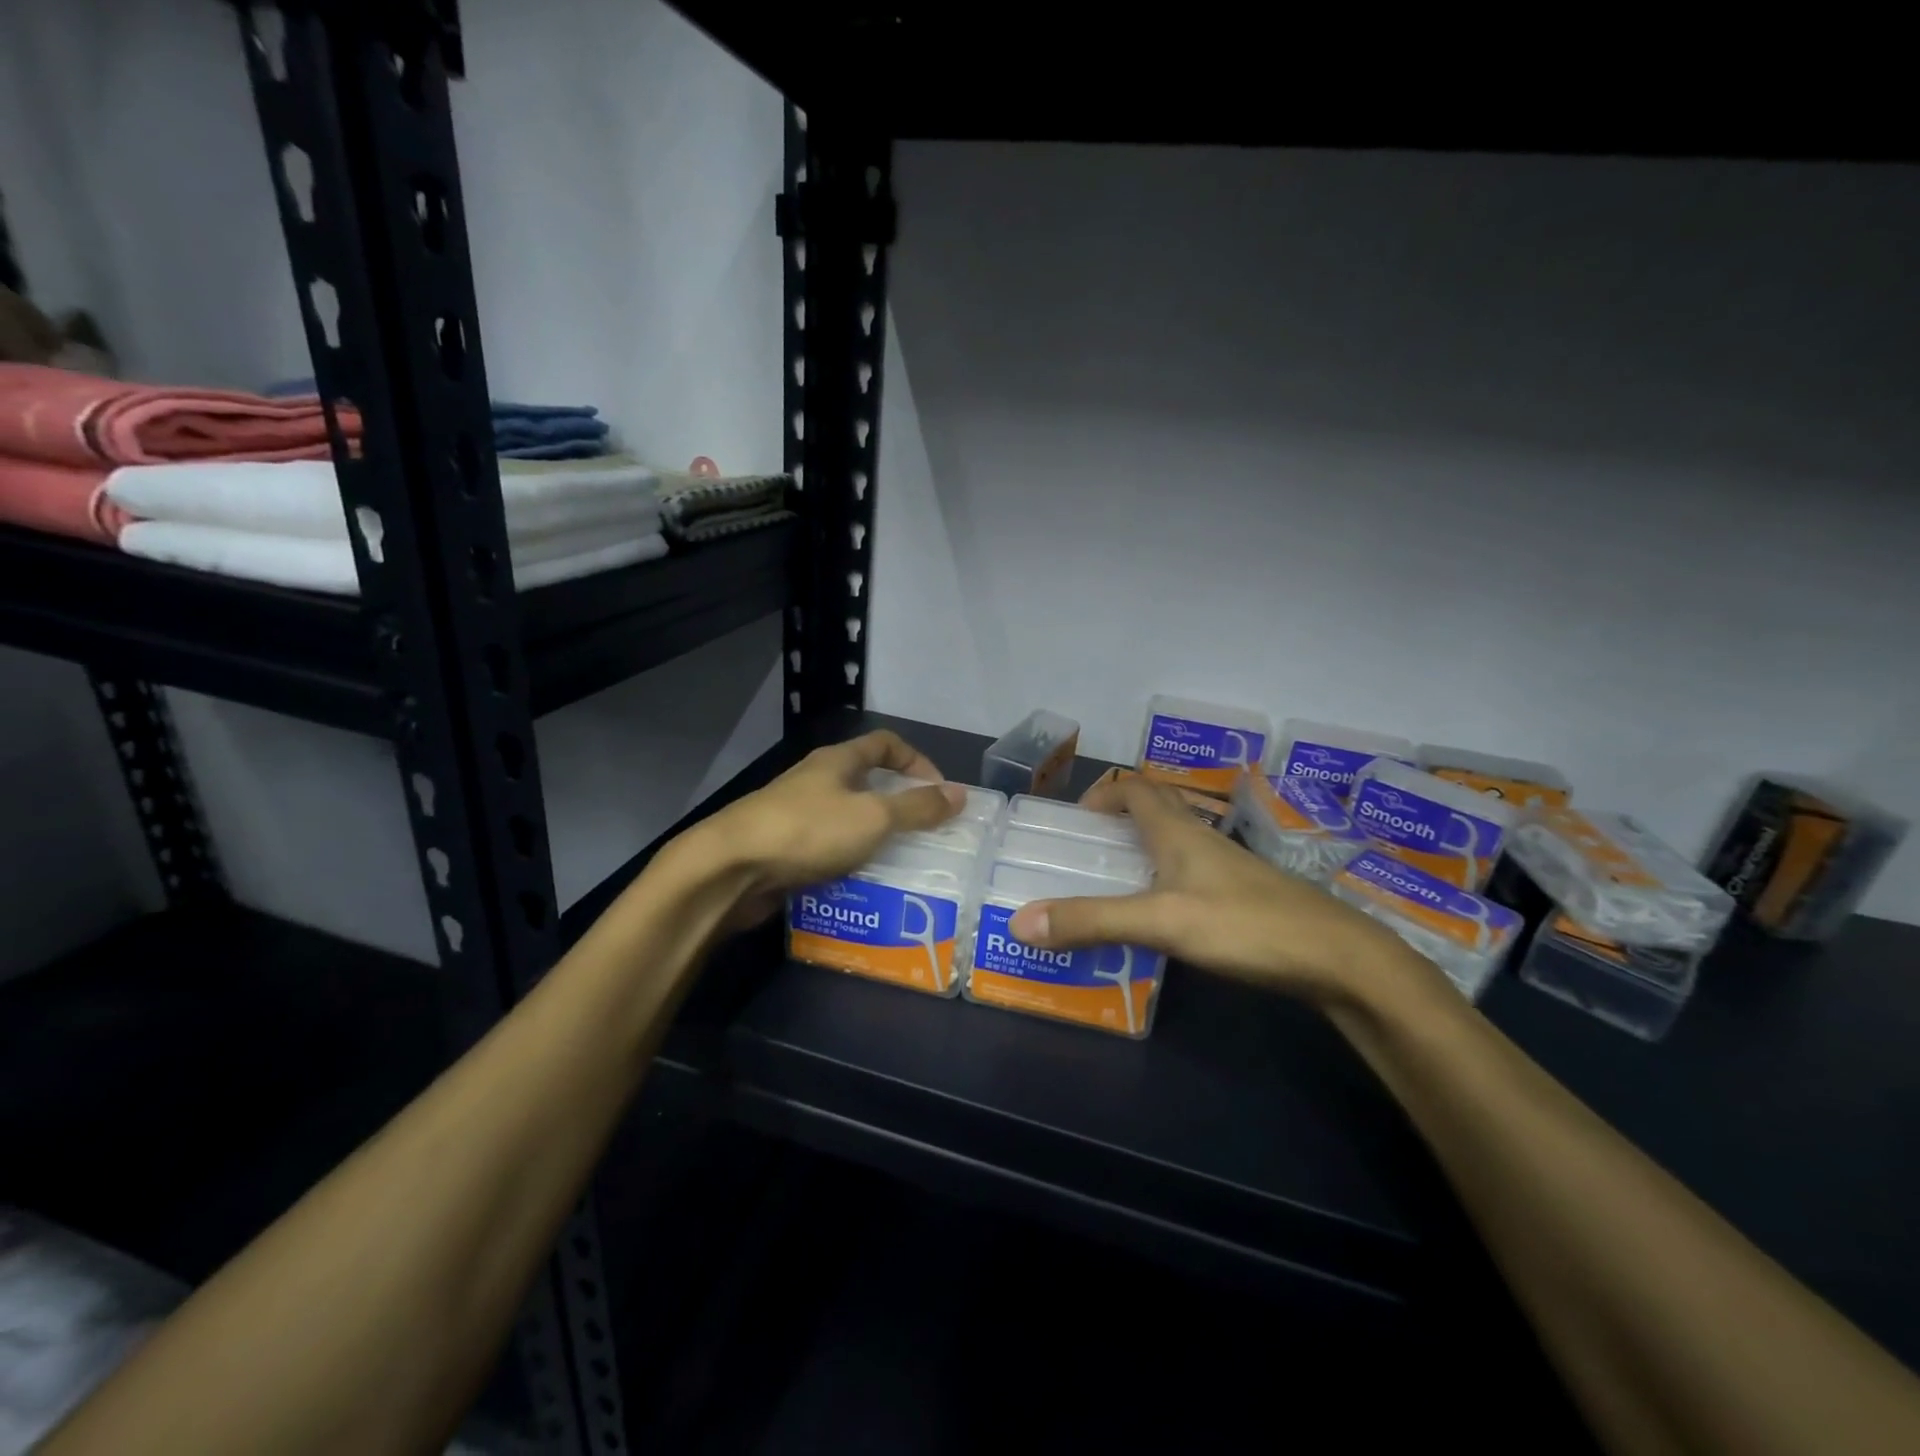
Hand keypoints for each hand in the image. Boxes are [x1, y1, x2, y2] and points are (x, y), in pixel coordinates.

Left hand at [673, 730, 965, 933]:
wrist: (729, 869)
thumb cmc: (807, 831)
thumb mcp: (873, 817)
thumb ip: (917, 807)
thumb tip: (960, 793)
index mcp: (836, 762)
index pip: (884, 743)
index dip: (916, 760)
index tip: (938, 791)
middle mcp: (815, 782)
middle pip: (866, 782)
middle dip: (898, 805)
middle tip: (925, 834)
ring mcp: (794, 816)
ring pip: (846, 821)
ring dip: (874, 839)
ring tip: (901, 865)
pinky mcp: (781, 850)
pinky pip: (826, 851)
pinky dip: (847, 864)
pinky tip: (861, 886)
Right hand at [1007, 774, 1426, 1006]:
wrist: (1339, 959)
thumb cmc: (1246, 925)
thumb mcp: (1161, 923)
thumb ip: (1092, 921)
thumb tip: (1021, 921)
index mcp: (1178, 831)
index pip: (1134, 788)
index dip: (1101, 793)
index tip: (1073, 821)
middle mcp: (1201, 839)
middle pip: (1157, 807)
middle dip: (1118, 818)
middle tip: (1087, 849)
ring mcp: (1227, 868)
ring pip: (1175, 842)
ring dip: (1141, 850)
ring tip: (1111, 883)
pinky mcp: (1243, 897)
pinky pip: (1191, 874)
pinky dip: (1164, 881)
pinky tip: (1158, 919)